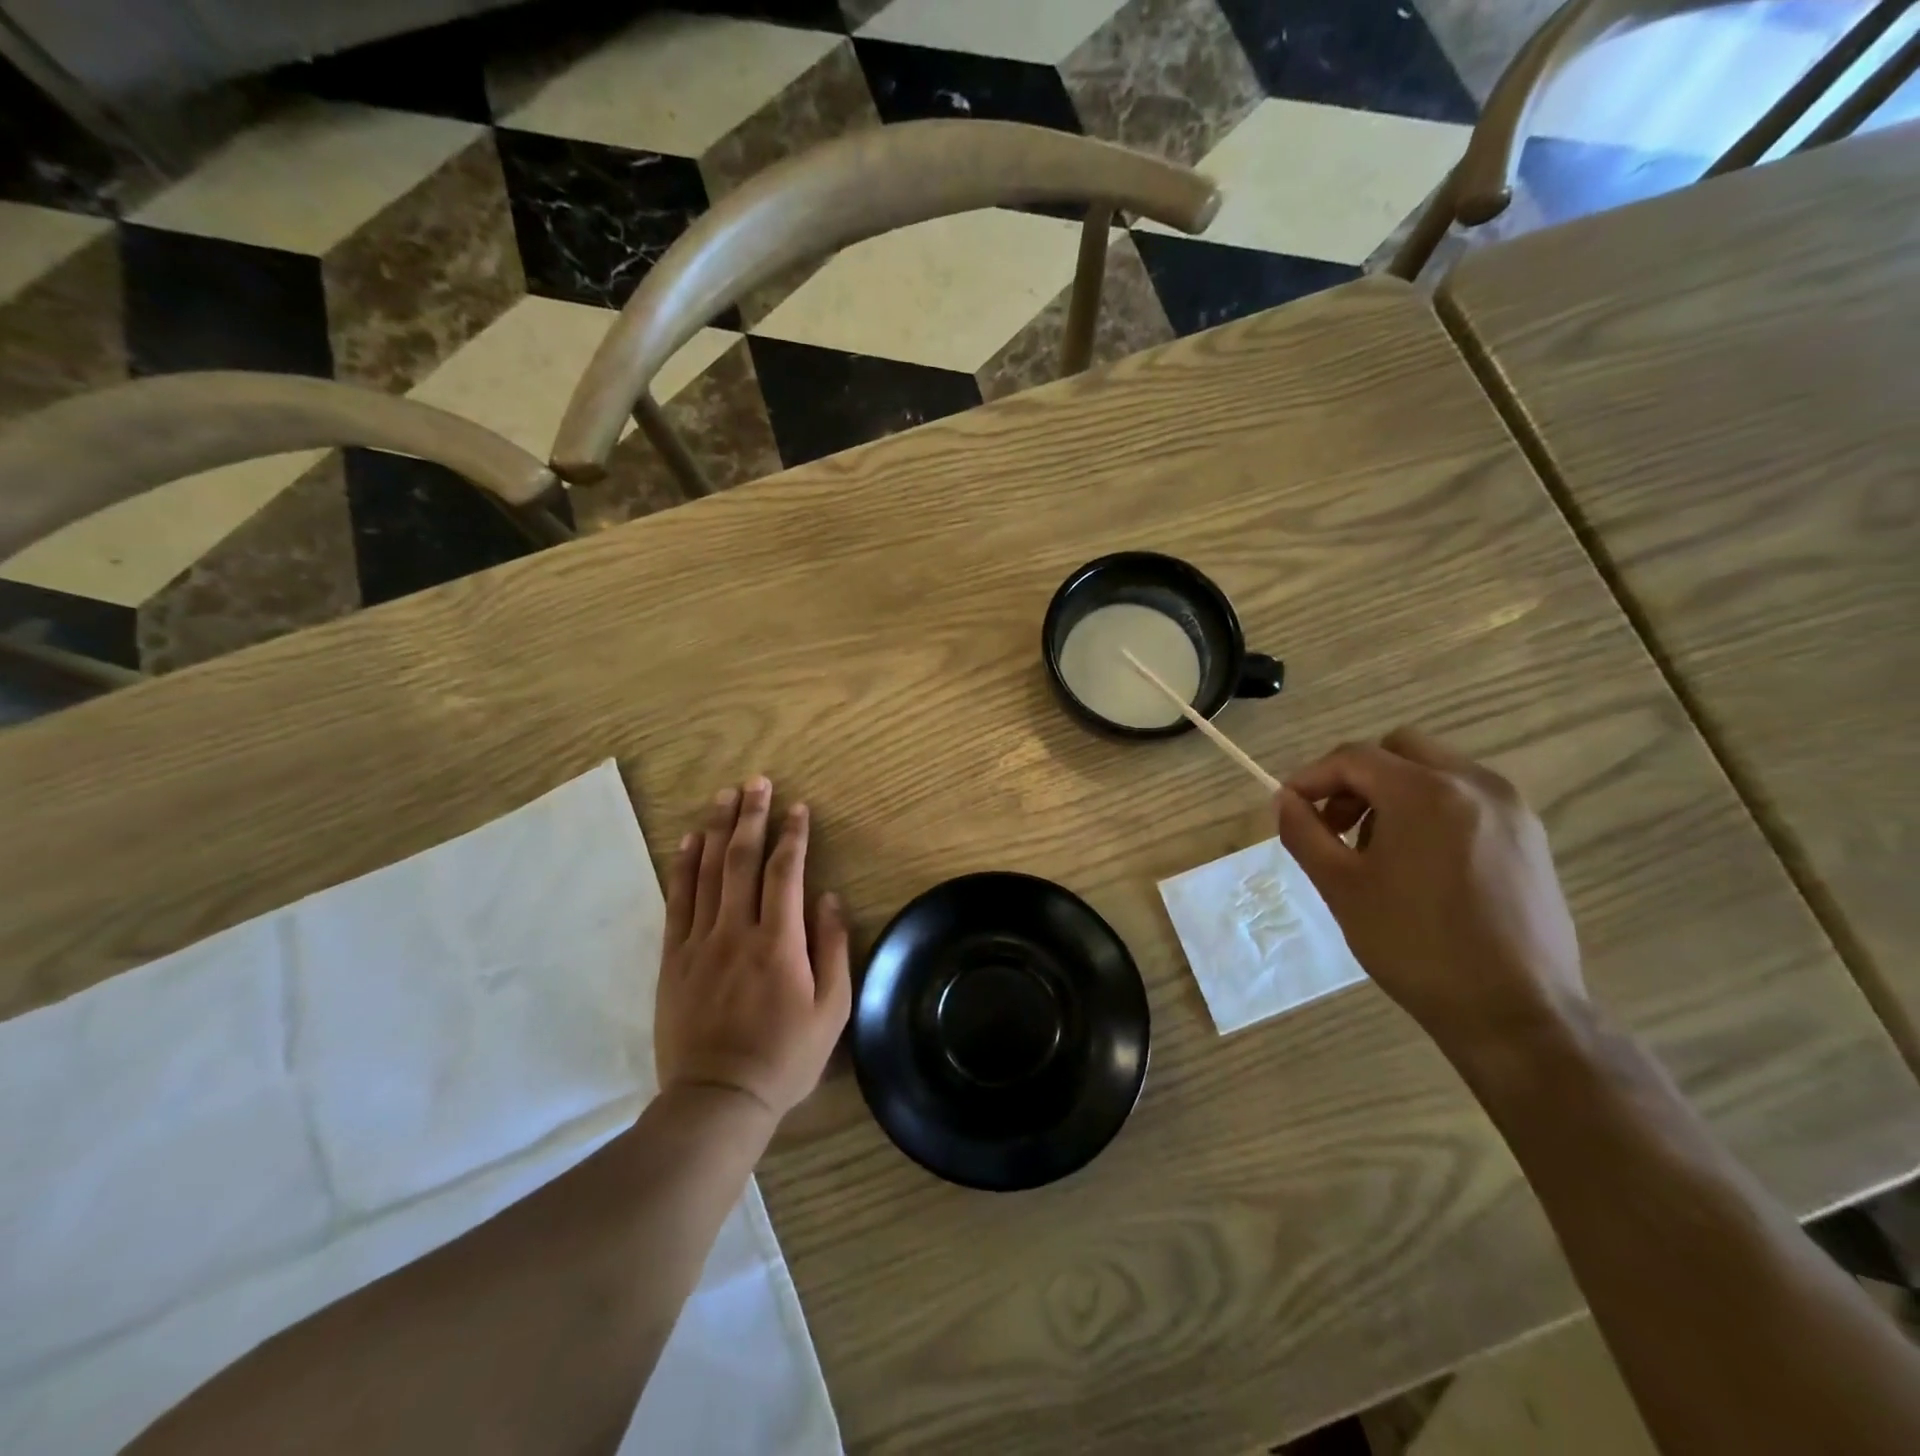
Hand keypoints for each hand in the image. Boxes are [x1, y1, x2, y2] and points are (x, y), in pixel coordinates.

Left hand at [657, 776, 851, 1121]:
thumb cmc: (784, 1058)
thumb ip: (833, 949)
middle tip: (757, 782)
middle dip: (751, 817)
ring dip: (717, 829)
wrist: (717, 1099)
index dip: (792, 836)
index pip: (785, 873)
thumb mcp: (831, 1011)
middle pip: (742, 860)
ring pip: (707, 873)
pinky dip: (683, 867)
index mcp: (779, 943)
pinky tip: (688, 841)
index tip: (798, 807)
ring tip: (725, 796)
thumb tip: (829, 898)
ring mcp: (699, 943)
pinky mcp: (672, 959)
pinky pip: (676, 901)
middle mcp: (736, 931)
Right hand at [1275, 727, 1585, 1054]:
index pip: (1354, 757)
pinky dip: (1431, 809)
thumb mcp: (1341, 887)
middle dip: (1356, 777)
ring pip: (1436, 770)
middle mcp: (1475, 784)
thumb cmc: (1415, 946)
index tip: (1290, 807)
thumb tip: (1285, 800)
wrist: (1514, 1012)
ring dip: (1394, 792)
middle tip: (1336, 823)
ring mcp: (1511, 808)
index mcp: (1425, 792)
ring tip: (1377, 850)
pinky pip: (1466, 797)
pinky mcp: (1531, 836)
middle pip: (1399, 749)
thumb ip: (1304, 833)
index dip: (1312, 777)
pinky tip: (1420, 863)